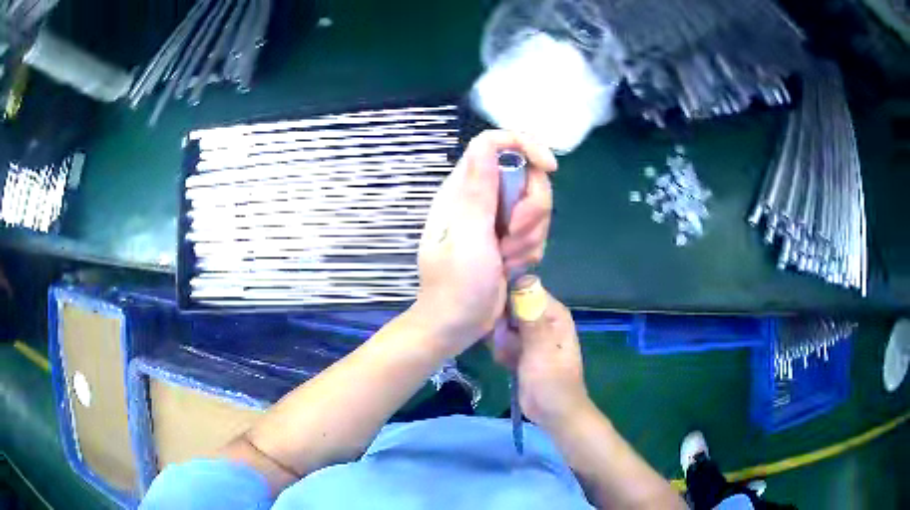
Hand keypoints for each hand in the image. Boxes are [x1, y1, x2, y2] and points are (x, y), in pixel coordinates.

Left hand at [415, 130, 556, 351]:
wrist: (455, 324)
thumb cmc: (455, 284)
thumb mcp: (468, 236)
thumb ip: (479, 189)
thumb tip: (486, 142)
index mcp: (464, 189)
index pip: (495, 144)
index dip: (526, 146)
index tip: (549, 168)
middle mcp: (482, 197)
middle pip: (527, 177)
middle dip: (531, 210)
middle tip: (512, 238)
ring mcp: (497, 218)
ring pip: (536, 207)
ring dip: (530, 237)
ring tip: (506, 260)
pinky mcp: (509, 238)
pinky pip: (536, 231)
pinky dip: (530, 251)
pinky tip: (511, 269)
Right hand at [492, 276, 590, 429]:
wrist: (553, 412)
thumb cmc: (551, 380)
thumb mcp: (540, 347)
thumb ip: (530, 316)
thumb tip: (524, 279)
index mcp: (553, 313)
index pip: (525, 290)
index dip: (508, 298)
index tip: (497, 314)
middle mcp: (542, 319)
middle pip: (510, 307)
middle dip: (502, 325)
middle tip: (504, 343)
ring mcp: (531, 335)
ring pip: (504, 325)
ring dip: (500, 341)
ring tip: (507, 356)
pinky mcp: (521, 350)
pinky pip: (503, 341)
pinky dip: (501, 351)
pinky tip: (506, 363)